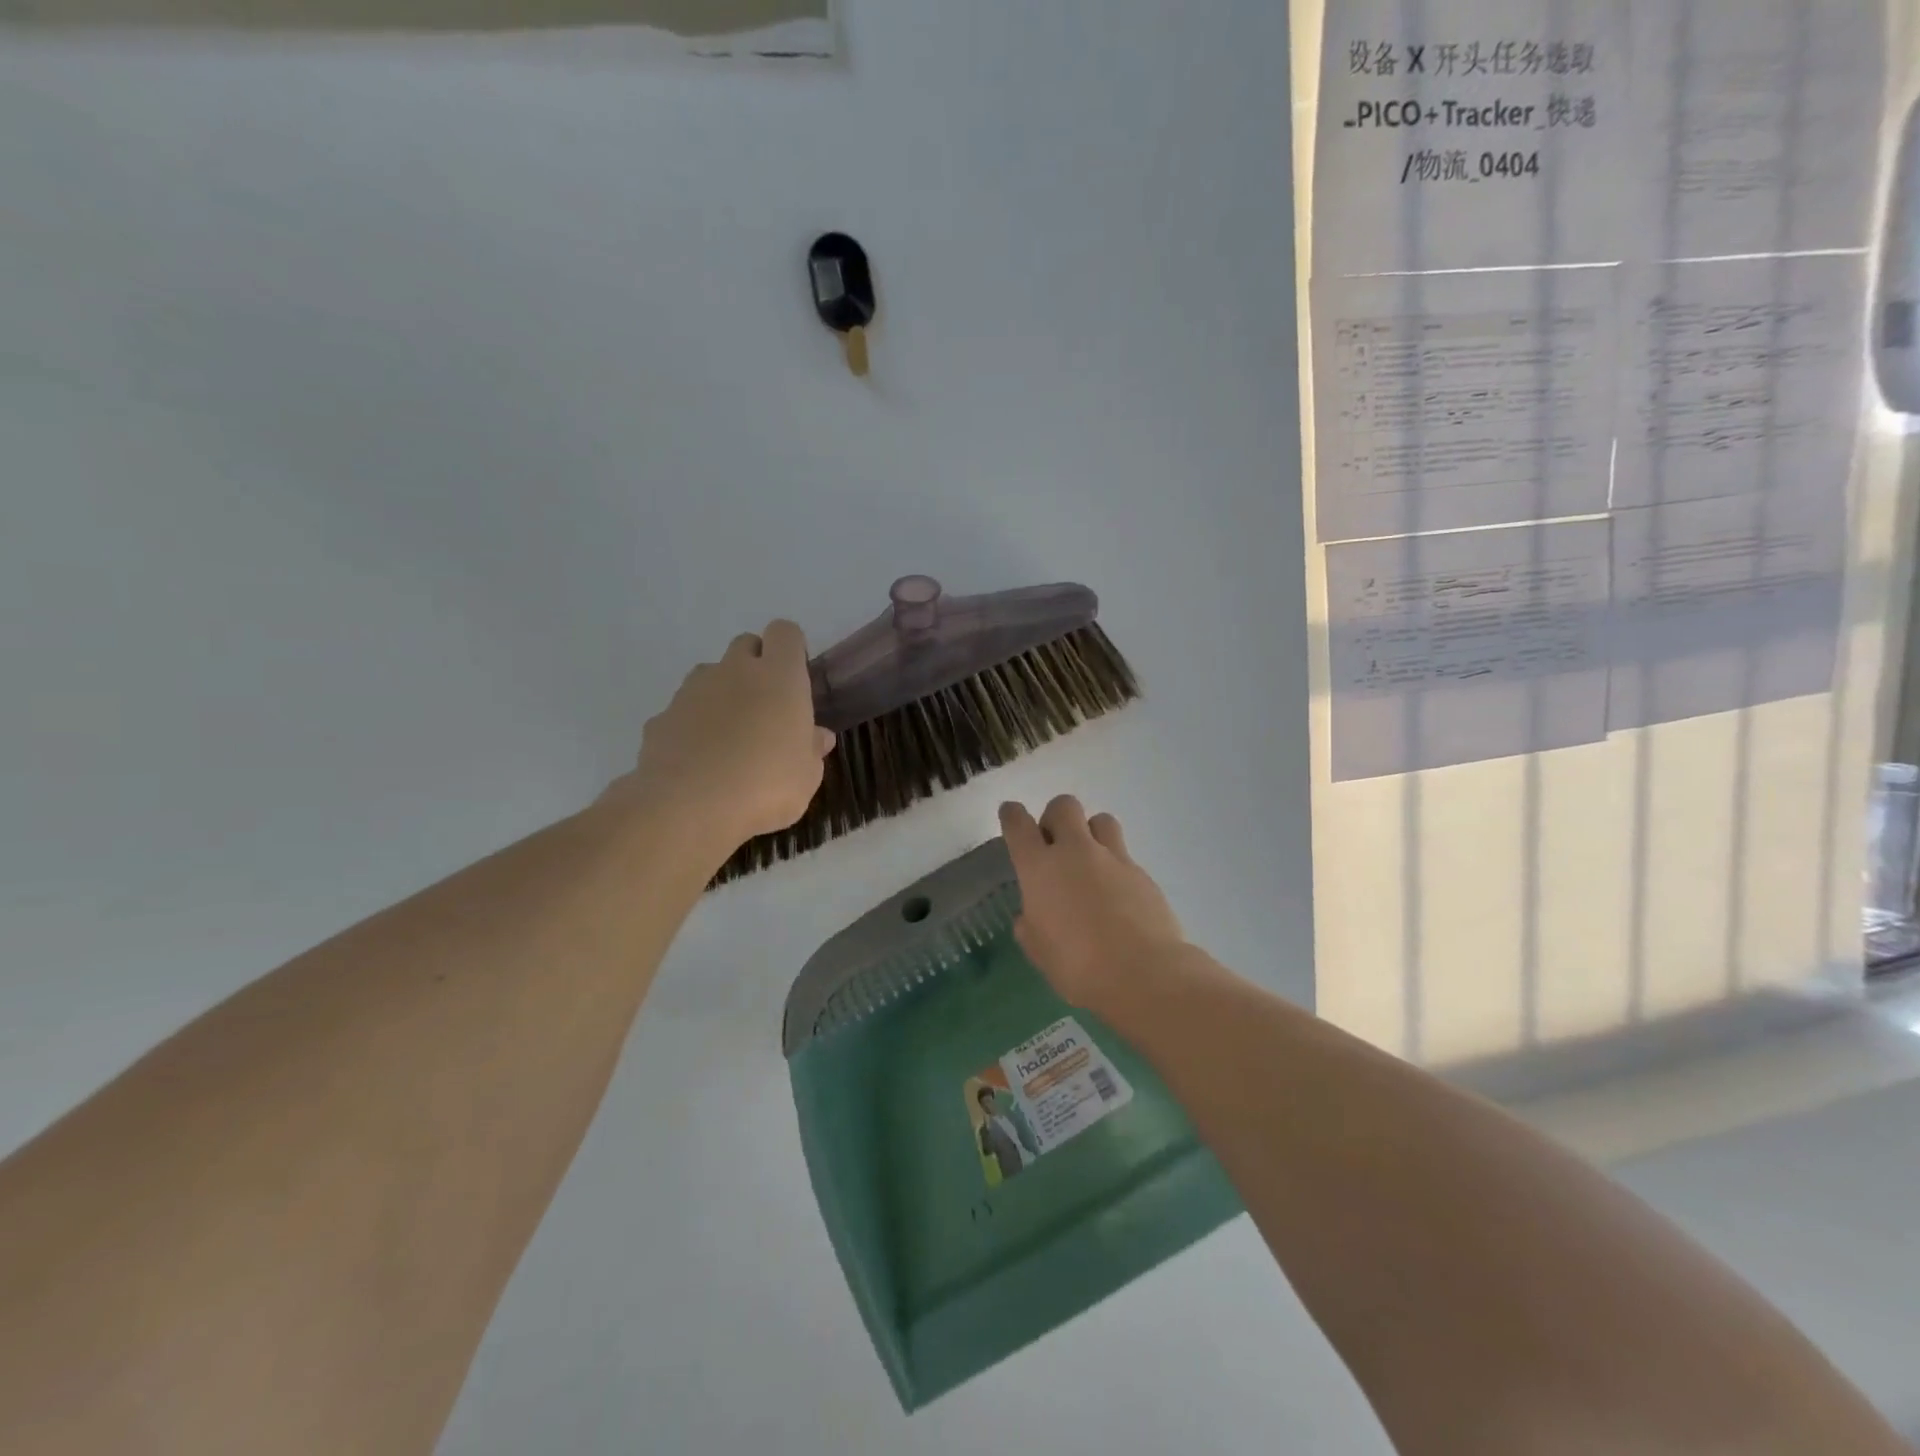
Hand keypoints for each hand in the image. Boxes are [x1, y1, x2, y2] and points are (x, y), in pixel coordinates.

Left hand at [616, 621, 833, 850]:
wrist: (687, 806)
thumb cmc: (765, 785)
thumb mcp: (806, 776)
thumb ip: (812, 750)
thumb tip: (818, 736)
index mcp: (779, 677)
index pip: (785, 633)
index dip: (790, 649)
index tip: (795, 677)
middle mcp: (735, 671)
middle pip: (745, 645)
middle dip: (755, 665)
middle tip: (765, 707)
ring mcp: (692, 691)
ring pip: (710, 674)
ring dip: (722, 693)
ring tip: (729, 736)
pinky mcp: (661, 717)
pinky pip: (682, 710)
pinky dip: (692, 725)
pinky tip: (698, 761)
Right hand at [998, 796, 1185, 1010]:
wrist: (1143, 973)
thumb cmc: (1078, 966)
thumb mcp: (1038, 950)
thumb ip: (1030, 925)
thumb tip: (1031, 915)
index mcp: (1040, 868)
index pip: (1018, 825)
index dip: (1011, 815)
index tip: (1010, 814)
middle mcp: (1075, 852)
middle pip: (1064, 806)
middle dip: (1055, 817)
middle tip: (1054, 846)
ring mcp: (1113, 858)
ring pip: (1100, 819)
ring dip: (1090, 832)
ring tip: (1090, 861)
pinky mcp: (1142, 873)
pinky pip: (1123, 854)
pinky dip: (1114, 865)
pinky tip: (1116, 894)